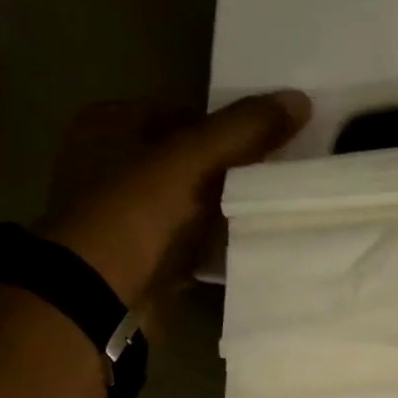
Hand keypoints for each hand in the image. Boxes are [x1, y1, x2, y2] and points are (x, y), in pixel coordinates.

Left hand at [36, 91, 311, 309]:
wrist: (97, 299)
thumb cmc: (135, 214)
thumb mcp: (191, 160)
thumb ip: (243, 130)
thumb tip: (300, 98)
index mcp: (109, 125)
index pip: (183, 115)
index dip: (226, 132)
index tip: (267, 151)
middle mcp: (108, 166)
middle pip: (185, 162)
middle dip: (227, 175)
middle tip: (272, 185)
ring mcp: (120, 218)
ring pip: (186, 206)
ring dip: (221, 214)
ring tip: (264, 217)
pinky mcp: (136, 261)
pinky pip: (184, 246)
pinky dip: (209, 248)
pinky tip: (240, 250)